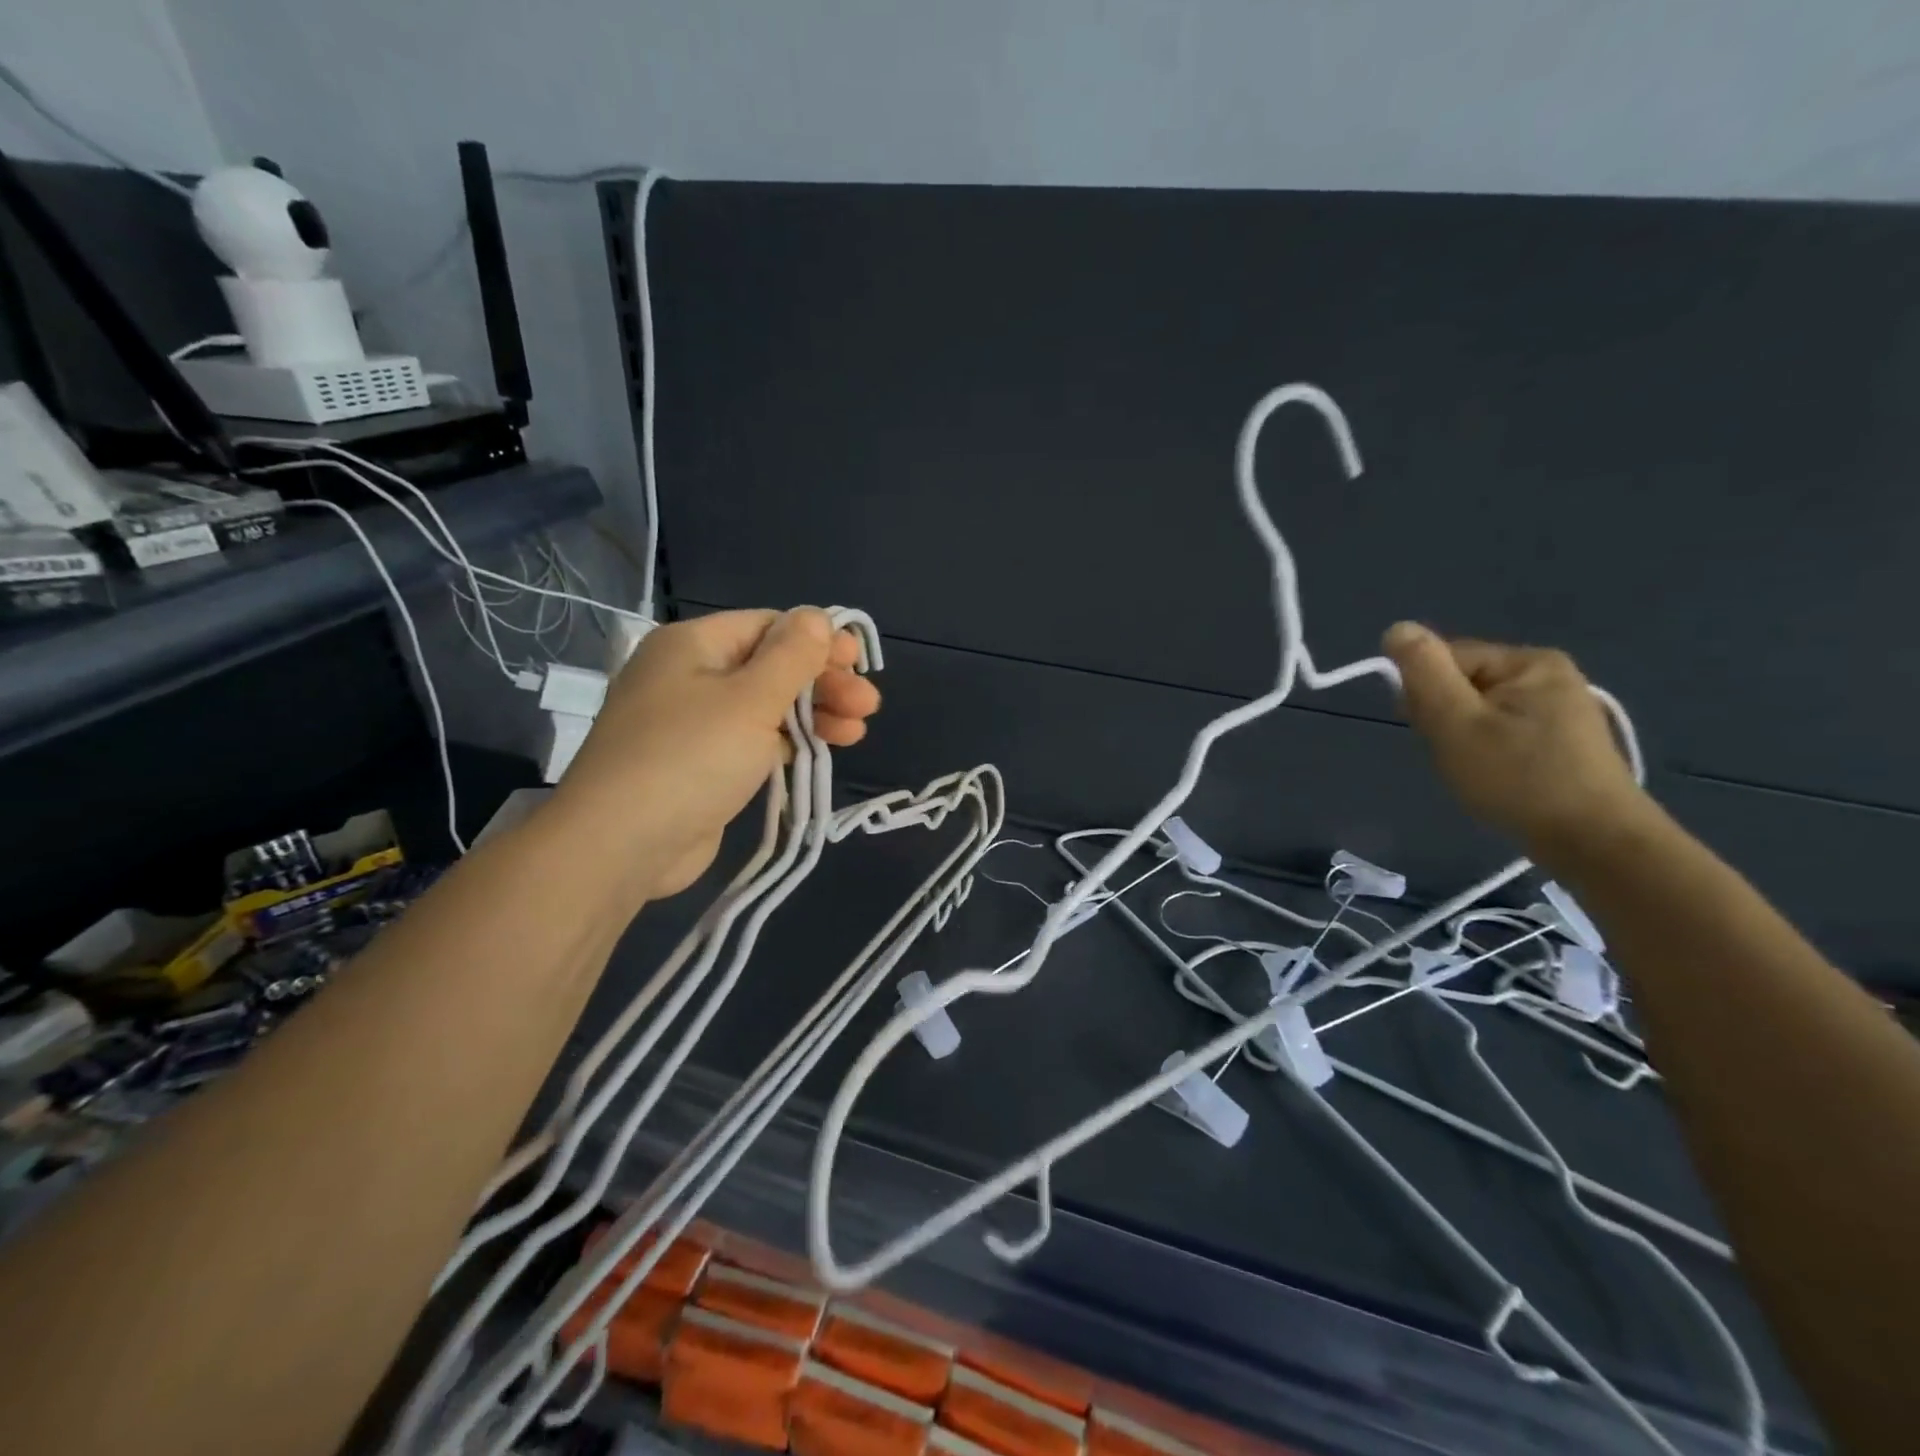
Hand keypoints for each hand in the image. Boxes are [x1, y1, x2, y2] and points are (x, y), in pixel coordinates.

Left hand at [548, 608, 881, 899]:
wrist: (621, 846)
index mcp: (693, 646)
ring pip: (765, 706)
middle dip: (823, 683)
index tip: (859, 663)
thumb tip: (817, 617)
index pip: (768, 626)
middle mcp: (689, 677)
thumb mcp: (750, 699)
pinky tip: (822, 750)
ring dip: (814, 714)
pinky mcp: (700, 765)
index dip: (818, 641)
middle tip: (868, 706)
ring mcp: (692, 724)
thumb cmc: (690, 758)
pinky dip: (788, 742)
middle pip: (770, 666)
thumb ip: (791, 656)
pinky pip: (752, 740)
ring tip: (857, 732)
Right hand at [1383, 622, 1647, 851]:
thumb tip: (1396, 628)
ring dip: (1463, 737)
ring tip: (1476, 771)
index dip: (1424, 696)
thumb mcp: (1455, 722)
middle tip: (1456, 755)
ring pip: (1478, 710)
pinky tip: (1497, 776)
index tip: (1433, 734)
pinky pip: (1502, 729)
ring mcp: (1562, 707)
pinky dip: (1487, 750)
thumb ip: (1423, 671)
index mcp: (1527, 661)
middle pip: (1461, 683)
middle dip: (1445, 718)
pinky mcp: (1565, 738)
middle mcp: (1549, 673)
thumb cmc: (1517, 779)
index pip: (1444, 661)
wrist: (1594, 843)